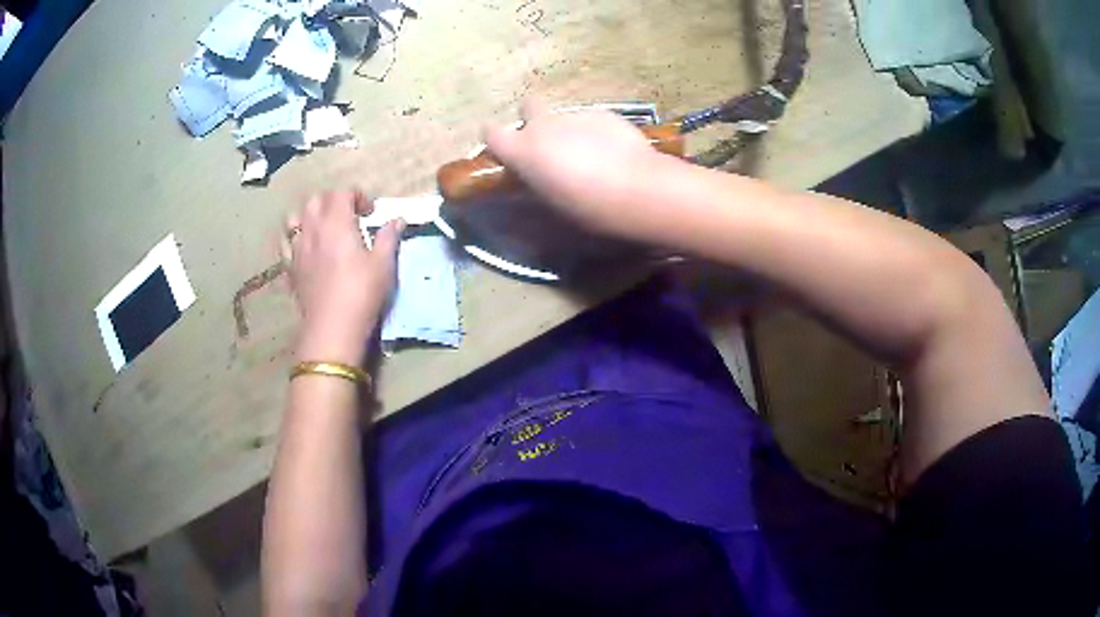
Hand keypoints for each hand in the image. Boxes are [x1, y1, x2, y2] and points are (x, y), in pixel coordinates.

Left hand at [284, 192, 402, 364]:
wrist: (332, 329)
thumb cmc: (362, 293)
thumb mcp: (384, 265)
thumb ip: (389, 238)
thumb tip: (397, 220)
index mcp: (337, 223)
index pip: (342, 193)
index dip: (358, 196)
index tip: (370, 212)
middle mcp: (313, 229)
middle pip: (316, 200)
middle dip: (333, 201)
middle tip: (348, 216)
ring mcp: (297, 249)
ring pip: (295, 218)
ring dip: (309, 216)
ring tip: (322, 229)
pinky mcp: (290, 269)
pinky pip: (285, 244)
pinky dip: (294, 239)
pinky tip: (305, 249)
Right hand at [485, 100, 673, 239]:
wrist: (637, 188)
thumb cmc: (588, 206)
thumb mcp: (551, 201)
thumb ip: (535, 179)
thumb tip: (533, 173)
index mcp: (522, 149)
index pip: (490, 132)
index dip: (496, 139)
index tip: (506, 151)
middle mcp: (543, 125)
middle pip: (527, 106)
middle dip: (533, 119)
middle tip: (549, 143)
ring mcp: (574, 115)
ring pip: (562, 115)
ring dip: (568, 129)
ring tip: (590, 153)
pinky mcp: (603, 112)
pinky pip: (590, 119)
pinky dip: (595, 131)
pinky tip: (612, 150)